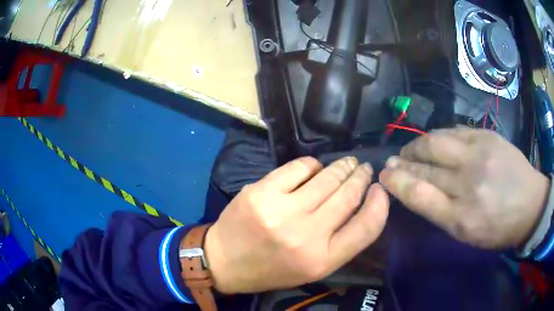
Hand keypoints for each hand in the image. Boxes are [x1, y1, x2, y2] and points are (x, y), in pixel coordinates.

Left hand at [204, 157, 388, 293]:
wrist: (225, 262)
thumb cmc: (273, 269)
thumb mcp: (313, 268)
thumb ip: (342, 241)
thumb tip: (364, 203)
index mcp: (322, 260)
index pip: (367, 228)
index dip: (380, 204)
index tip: (380, 189)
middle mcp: (306, 236)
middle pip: (347, 196)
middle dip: (360, 177)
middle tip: (364, 168)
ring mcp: (281, 212)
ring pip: (326, 178)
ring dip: (341, 167)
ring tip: (348, 163)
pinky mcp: (261, 192)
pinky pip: (298, 168)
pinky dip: (311, 165)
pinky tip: (314, 167)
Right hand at [379, 128, 549, 248]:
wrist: (530, 204)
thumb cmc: (497, 227)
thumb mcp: (467, 233)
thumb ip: (441, 212)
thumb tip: (416, 189)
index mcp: (462, 217)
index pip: (419, 194)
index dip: (397, 182)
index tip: (384, 175)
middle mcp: (469, 182)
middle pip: (426, 165)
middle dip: (404, 161)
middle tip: (393, 161)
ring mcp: (479, 154)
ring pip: (437, 142)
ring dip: (418, 145)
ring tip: (411, 150)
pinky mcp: (487, 136)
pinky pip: (455, 131)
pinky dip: (440, 137)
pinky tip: (436, 142)